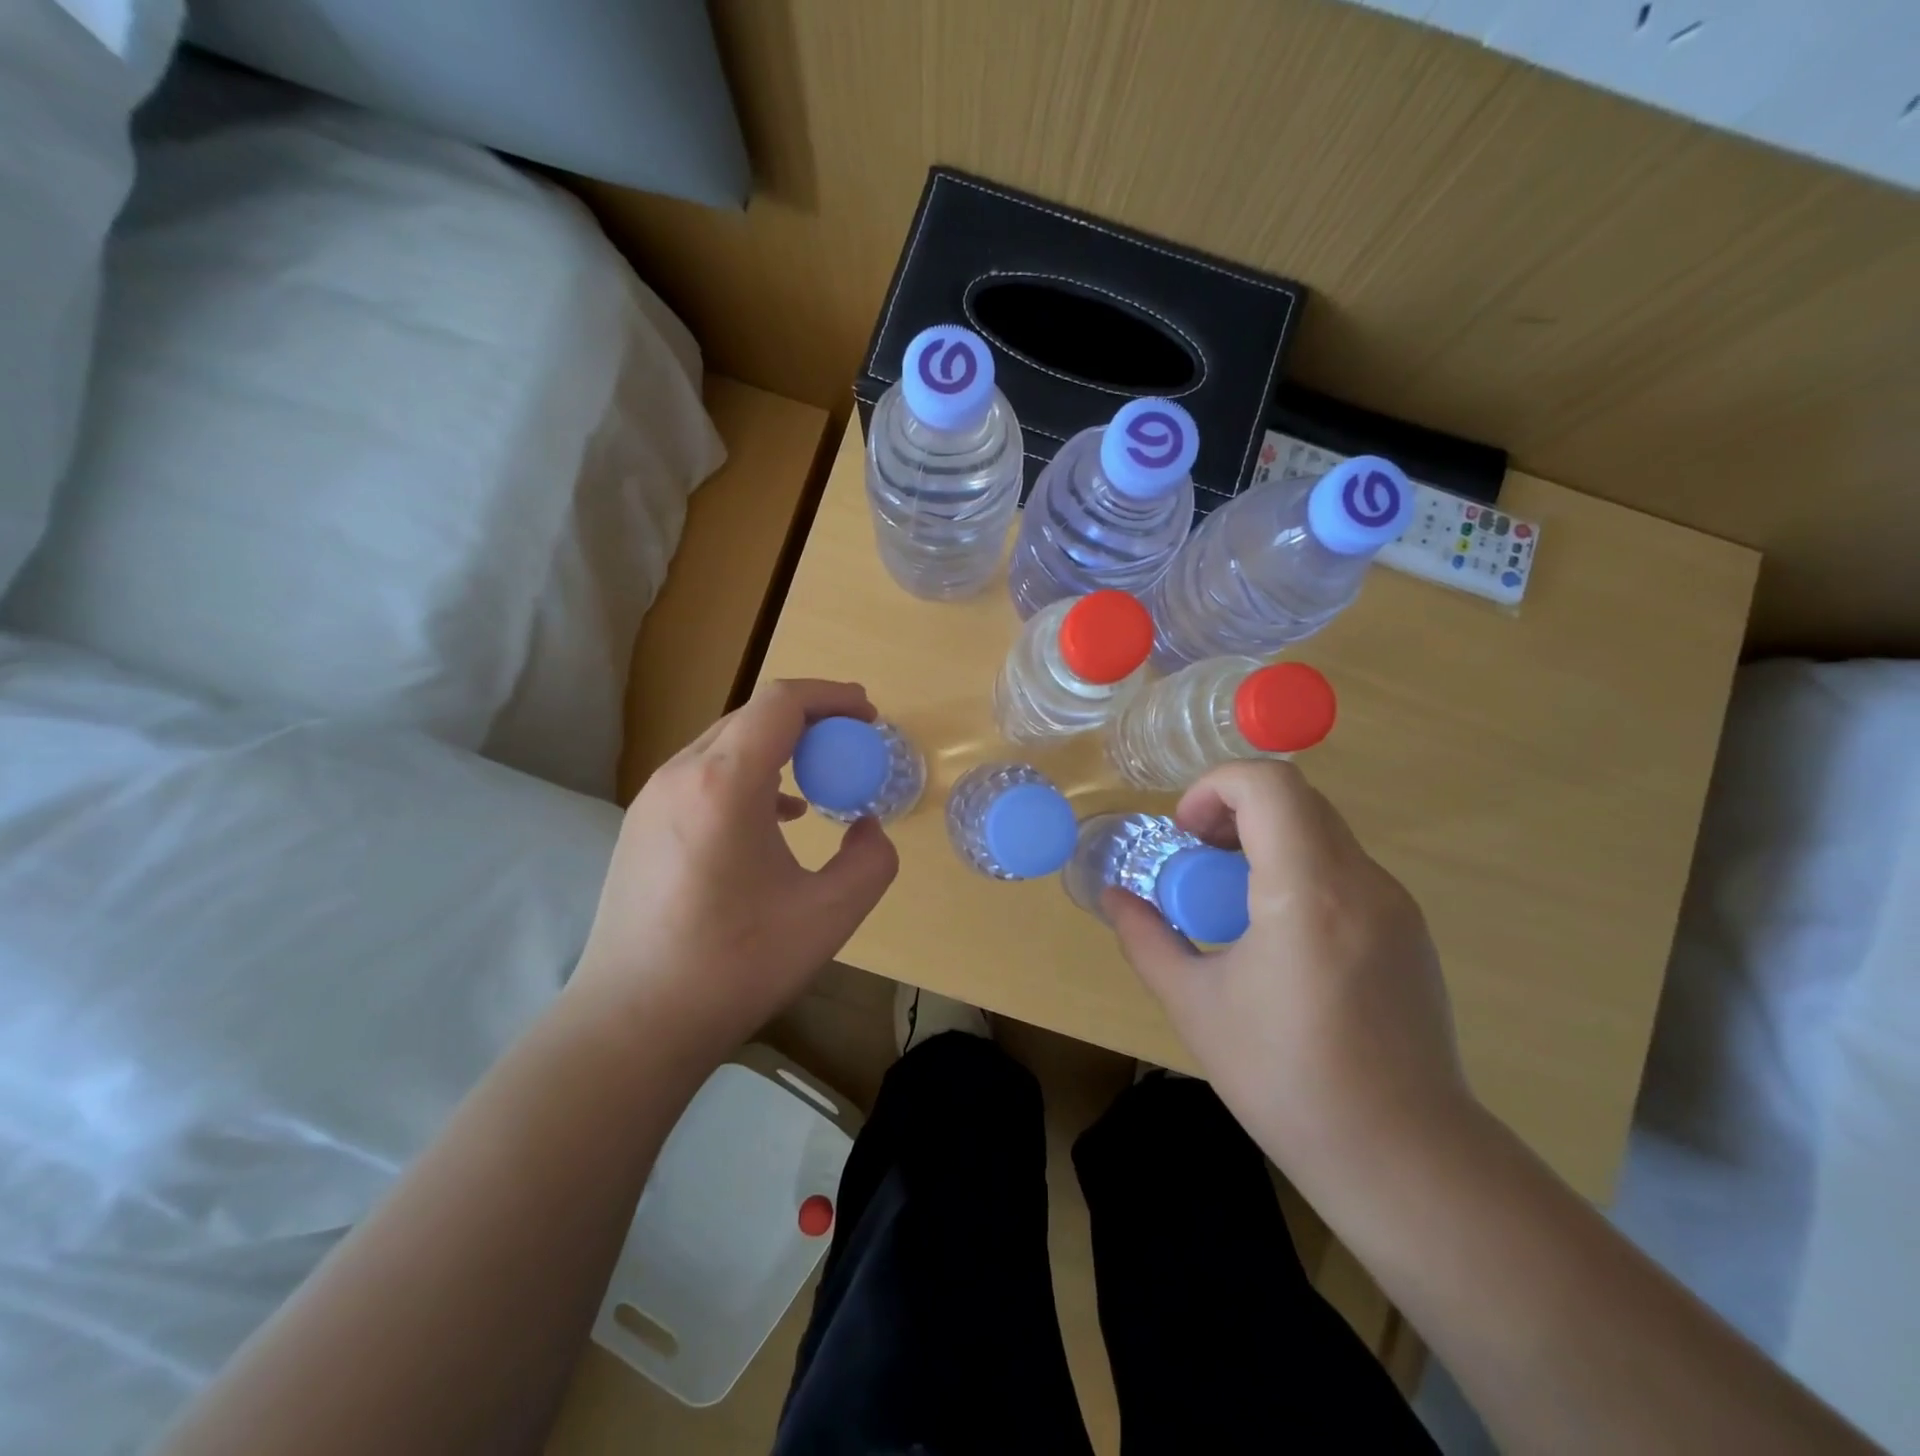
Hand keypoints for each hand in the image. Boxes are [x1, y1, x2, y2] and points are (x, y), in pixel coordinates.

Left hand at [568, 679, 898, 1064]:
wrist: (633, 1022)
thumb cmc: (735, 965)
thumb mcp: (830, 915)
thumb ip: (872, 860)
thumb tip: (866, 825)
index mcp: (725, 784)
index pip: (782, 703)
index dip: (833, 697)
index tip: (870, 717)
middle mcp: (681, 775)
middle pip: (753, 716)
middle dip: (811, 719)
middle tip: (853, 745)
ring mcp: (653, 799)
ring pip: (726, 743)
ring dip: (779, 747)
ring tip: (820, 779)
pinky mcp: (641, 825)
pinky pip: (704, 775)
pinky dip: (749, 774)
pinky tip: (774, 816)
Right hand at [1107, 760, 1473, 1191]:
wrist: (1404, 1157)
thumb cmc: (1285, 1080)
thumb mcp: (1194, 1006)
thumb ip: (1146, 939)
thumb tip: (1113, 898)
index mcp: (1306, 892)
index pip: (1268, 785)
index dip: (1214, 787)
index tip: (1184, 833)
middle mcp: (1361, 882)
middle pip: (1295, 798)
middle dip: (1234, 810)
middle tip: (1198, 860)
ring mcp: (1395, 904)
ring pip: (1321, 829)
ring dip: (1266, 838)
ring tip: (1232, 899)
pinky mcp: (1409, 930)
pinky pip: (1344, 867)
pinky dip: (1298, 868)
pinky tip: (1278, 933)